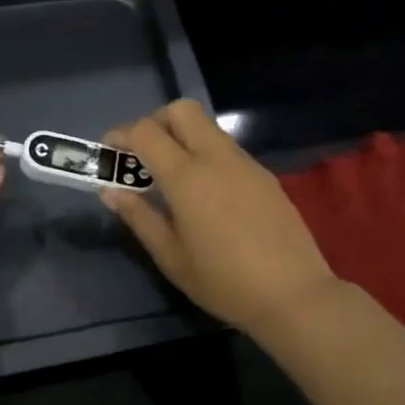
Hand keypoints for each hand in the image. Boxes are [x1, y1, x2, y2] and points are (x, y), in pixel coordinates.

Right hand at [101, 99, 338, 338]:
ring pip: (207, 127)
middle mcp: (217, 158)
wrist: (293, 294)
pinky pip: (227, 149)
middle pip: (181, 110)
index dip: (121, 135)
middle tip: (144, 156)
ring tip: (173, 178)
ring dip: (183, 137)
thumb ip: (139, 217)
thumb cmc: (223, 281)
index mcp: (187, 177)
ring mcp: (245, 163)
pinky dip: (206, 155)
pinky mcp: (264, 176)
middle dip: (155, 122)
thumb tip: (111, 191)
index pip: (146, 131)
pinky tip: (206, 194)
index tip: (111, 152)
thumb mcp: (171, 257)